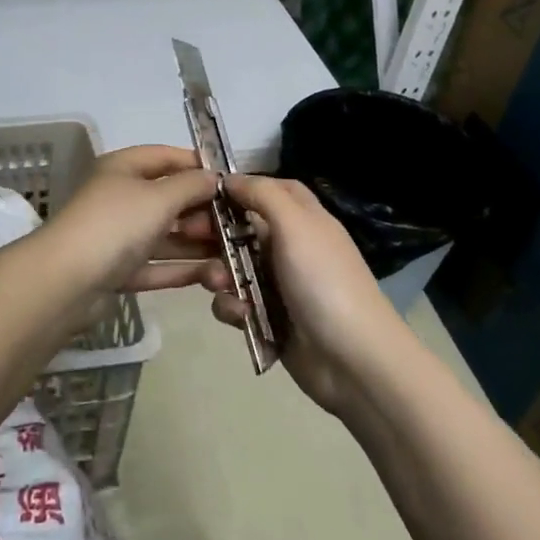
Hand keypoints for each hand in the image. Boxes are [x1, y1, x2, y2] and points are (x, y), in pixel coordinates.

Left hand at [42, 146, 223, 297]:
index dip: (197, 165)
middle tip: (236, 226)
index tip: (231, 180)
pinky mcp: (117, 270)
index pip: (165, 157)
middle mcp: (119, 198)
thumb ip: (191, 185)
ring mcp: (117, 236)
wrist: (66, 281)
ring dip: (196, 245)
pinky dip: (181, 269)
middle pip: (168, 199)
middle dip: (202, 211)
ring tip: (233, 256)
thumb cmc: (116, 224)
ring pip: (164, 235)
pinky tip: (212, 276)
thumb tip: (214, 178)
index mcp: (122, 169)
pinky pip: (156, 265)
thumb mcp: (159, 197)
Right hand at [202, 174, 402, 414]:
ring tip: (219, 282)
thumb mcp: (296, 225)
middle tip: (187, 235)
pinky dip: (231, 307)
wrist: (353, 361)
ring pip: (231, 266)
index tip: (202, 191)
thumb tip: (230, 178)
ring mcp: (278, 284)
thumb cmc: (324, 282)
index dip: (238, 187)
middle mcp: (289, 246)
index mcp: (303, 219)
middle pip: (241, 227)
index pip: (267, 189)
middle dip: (213, 232)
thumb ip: (262, 194)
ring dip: (217, 272)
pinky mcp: (267, 317)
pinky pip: (234, 302)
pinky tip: (240, 315)